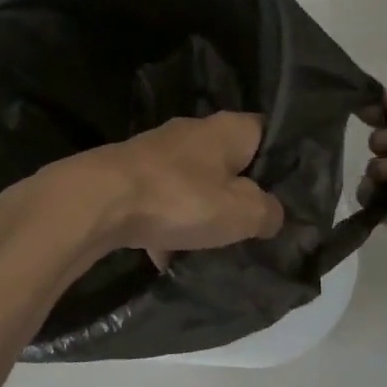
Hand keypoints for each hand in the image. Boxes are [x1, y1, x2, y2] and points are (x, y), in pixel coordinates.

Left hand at [52, 112, 285, 262]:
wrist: (98, 201)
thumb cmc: (180, 198)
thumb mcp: (242, 213)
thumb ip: (268, 212)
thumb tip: (272, 213)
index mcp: (228, 128)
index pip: (267, 133)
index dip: (281, 163)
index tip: (288, 196)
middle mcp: (194, 130)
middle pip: (229, 162)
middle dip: (239, 194)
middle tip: (253, 227)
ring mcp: (158, 151)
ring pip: (194, 184)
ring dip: (201, 213)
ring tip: (212, 248)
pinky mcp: (131, 173)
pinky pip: (161, 201)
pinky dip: (166, 226)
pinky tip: (167, 257)